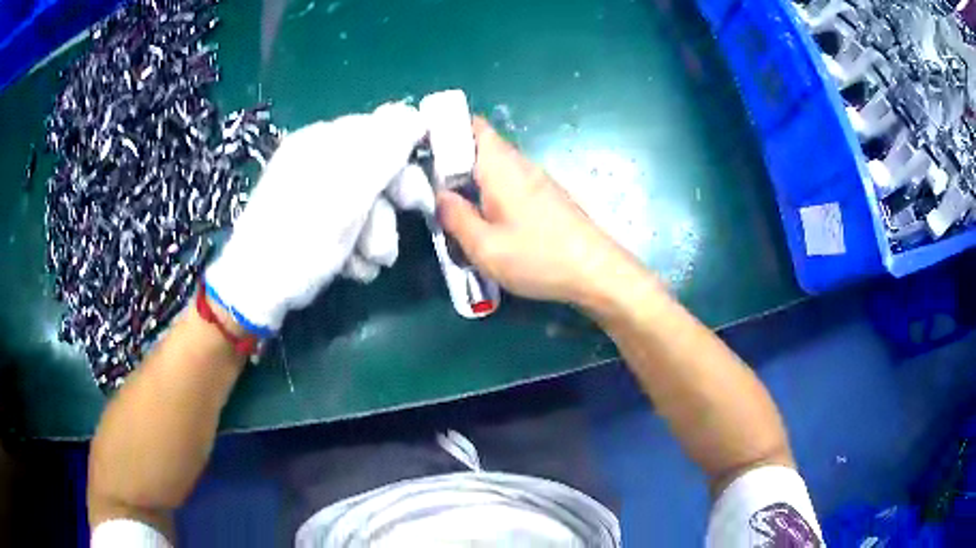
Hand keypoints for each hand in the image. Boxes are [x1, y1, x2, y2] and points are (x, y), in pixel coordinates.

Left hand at [205, 102, 426, 334]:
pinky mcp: (313, 220)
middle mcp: (320, 159)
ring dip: (374, 237)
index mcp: (325, 140)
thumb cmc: (301, 240)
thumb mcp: (347, 193)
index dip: (406, 165)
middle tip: (389, 242)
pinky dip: (354, 247)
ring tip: (364, 262)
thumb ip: (384, 151)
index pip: (384, 133)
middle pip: (377, 171)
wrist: (256, 290)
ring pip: (367, 204)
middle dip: (388, 212)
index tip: (416, 201)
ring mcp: (315, 190)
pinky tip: (348, 267)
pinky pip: (349, 223)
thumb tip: (416, 115)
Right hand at [438, 118, 641, 307]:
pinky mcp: (545, 195)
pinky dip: (489, 191)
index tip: (422, 147)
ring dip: (471, 179)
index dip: (445, 128)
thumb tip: (439, 196)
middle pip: (480, 146)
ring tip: (452, 206)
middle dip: (452, 160)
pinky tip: (484, 219)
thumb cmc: (539, 257)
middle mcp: (519, 164)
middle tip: (429, 186)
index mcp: (500, 166)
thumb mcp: (485, 247)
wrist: (596, 271)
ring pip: (494, 166)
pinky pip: (508, 182)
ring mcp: (536, 179)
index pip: (472, 125)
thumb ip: (455, 217)